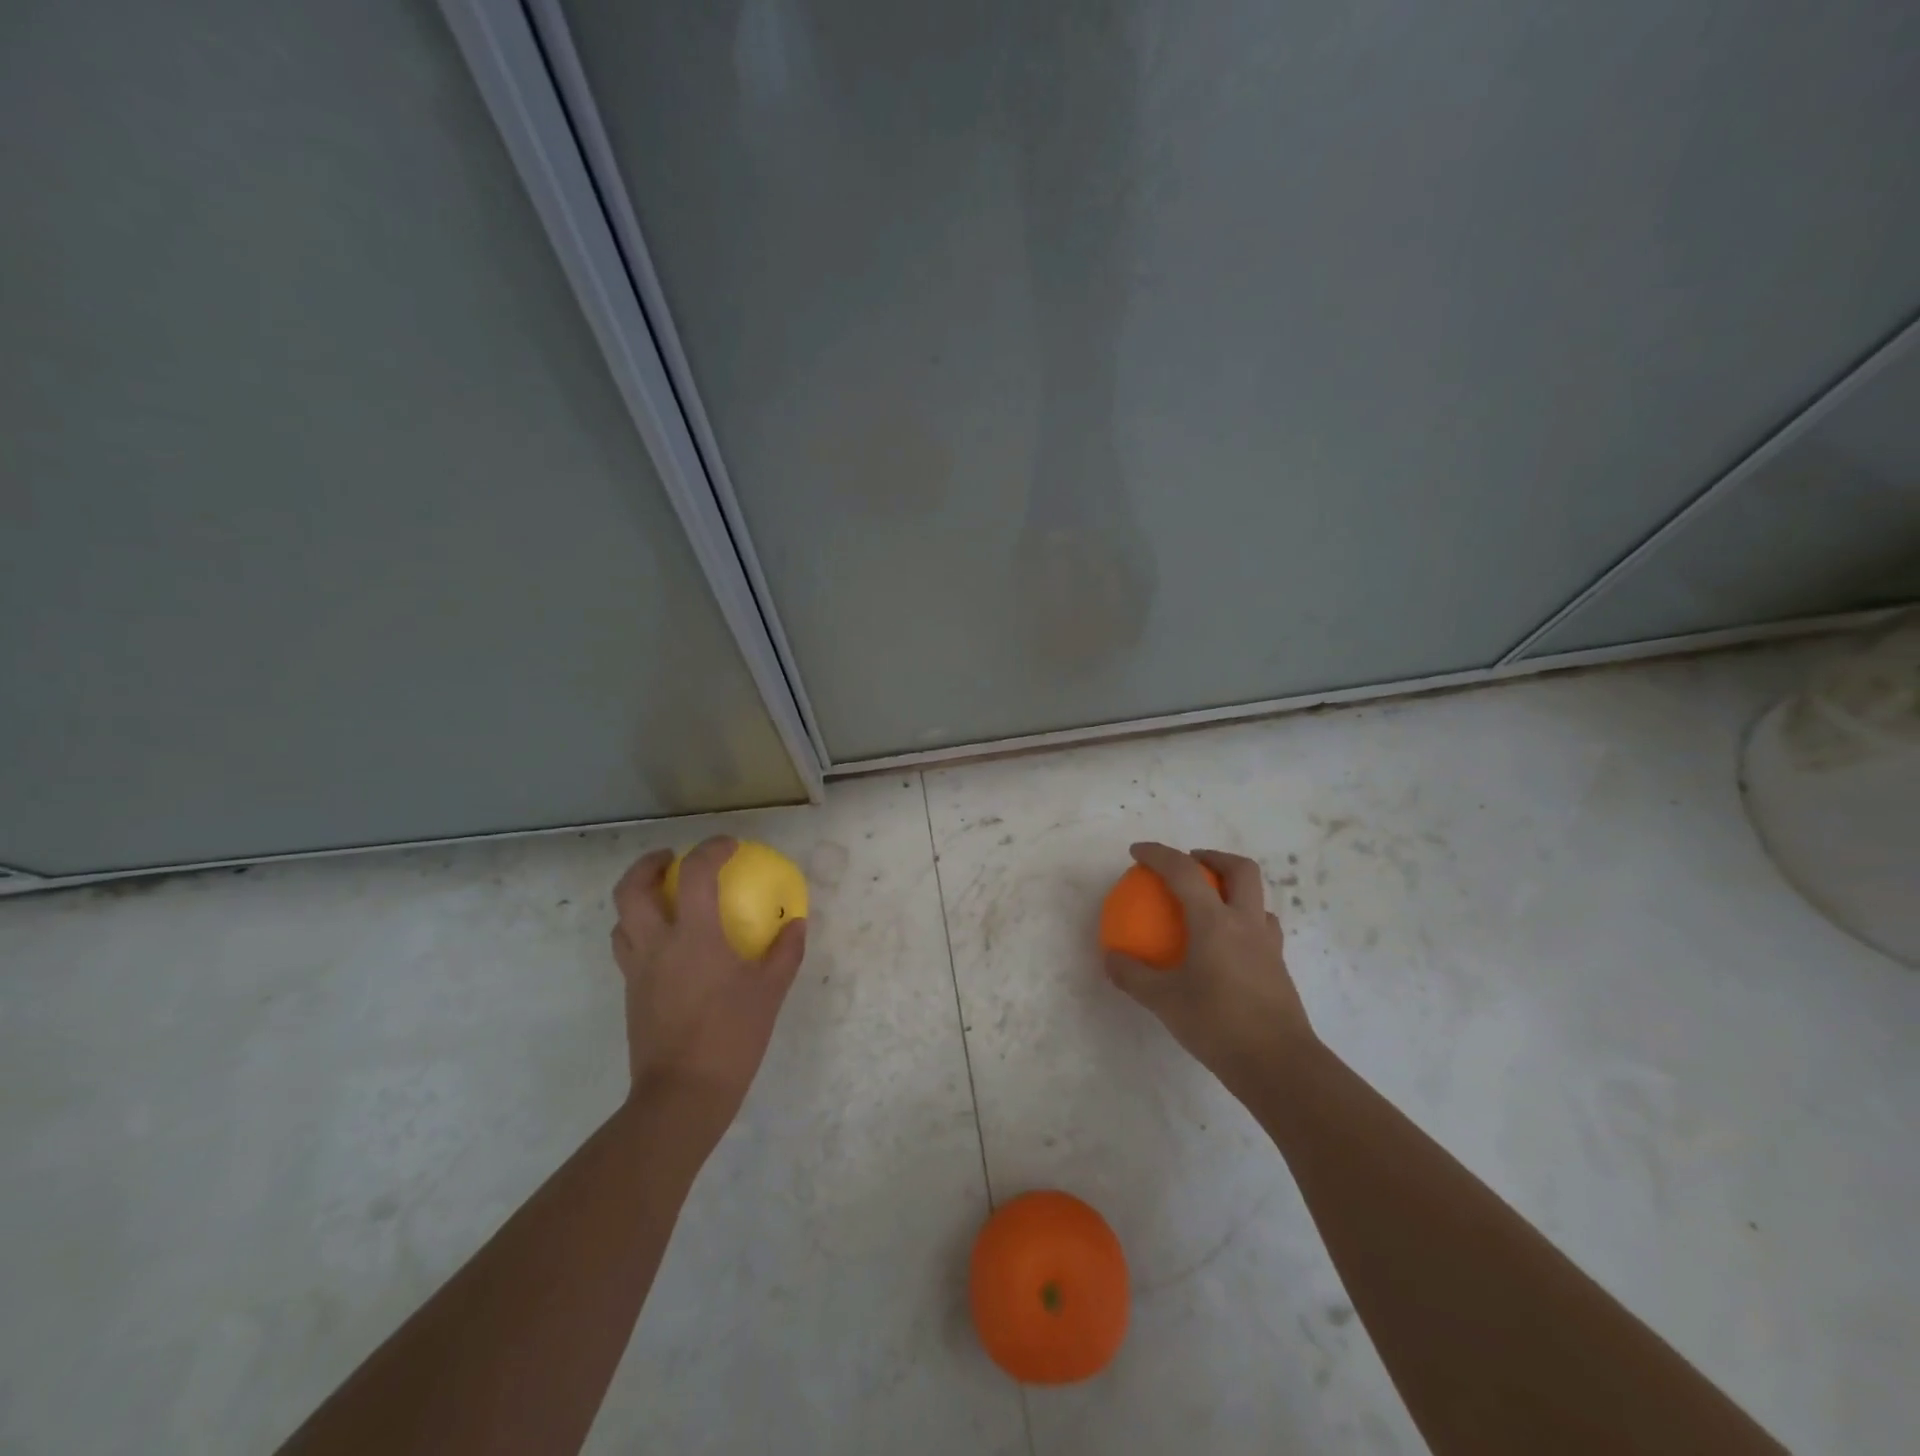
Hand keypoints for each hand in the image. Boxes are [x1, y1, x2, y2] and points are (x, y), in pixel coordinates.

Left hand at [610, 837, 806, 1135]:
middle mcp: (657, 945)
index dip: (711, 850)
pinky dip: (642, 931)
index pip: (696, 874)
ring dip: (638, 899)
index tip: (729, 845)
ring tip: (664, 898)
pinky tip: (669, 946)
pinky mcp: (631, 995)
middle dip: (648, 865)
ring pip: (621, 920)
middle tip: (671, 859)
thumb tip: (796, 923)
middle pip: (631, 890)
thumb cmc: (731, 1037)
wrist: (682, 1095)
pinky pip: (628, 949)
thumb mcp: (770, 992)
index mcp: (693, 937)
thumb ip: (785, 951)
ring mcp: (638, 971)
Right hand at [1104, 843, 1313, 1095]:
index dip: (1159, 854)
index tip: (1137, 852)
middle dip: (1214, 857)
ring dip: (1233, 890)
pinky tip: (1226, 947)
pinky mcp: (1279, 968)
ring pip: (1257, 899)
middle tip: (1190, 864)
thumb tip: (1111, 958)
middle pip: (1240, 869)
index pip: (1184, 872)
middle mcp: (1246, 923)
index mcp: (1215, 922)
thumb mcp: (1164, 1001)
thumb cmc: (1217, 1025)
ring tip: (1210, 905)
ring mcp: (1268, 945)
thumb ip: (1133, 976)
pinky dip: (1243, 923)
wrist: (1278, 1065)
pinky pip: (1262, 929)